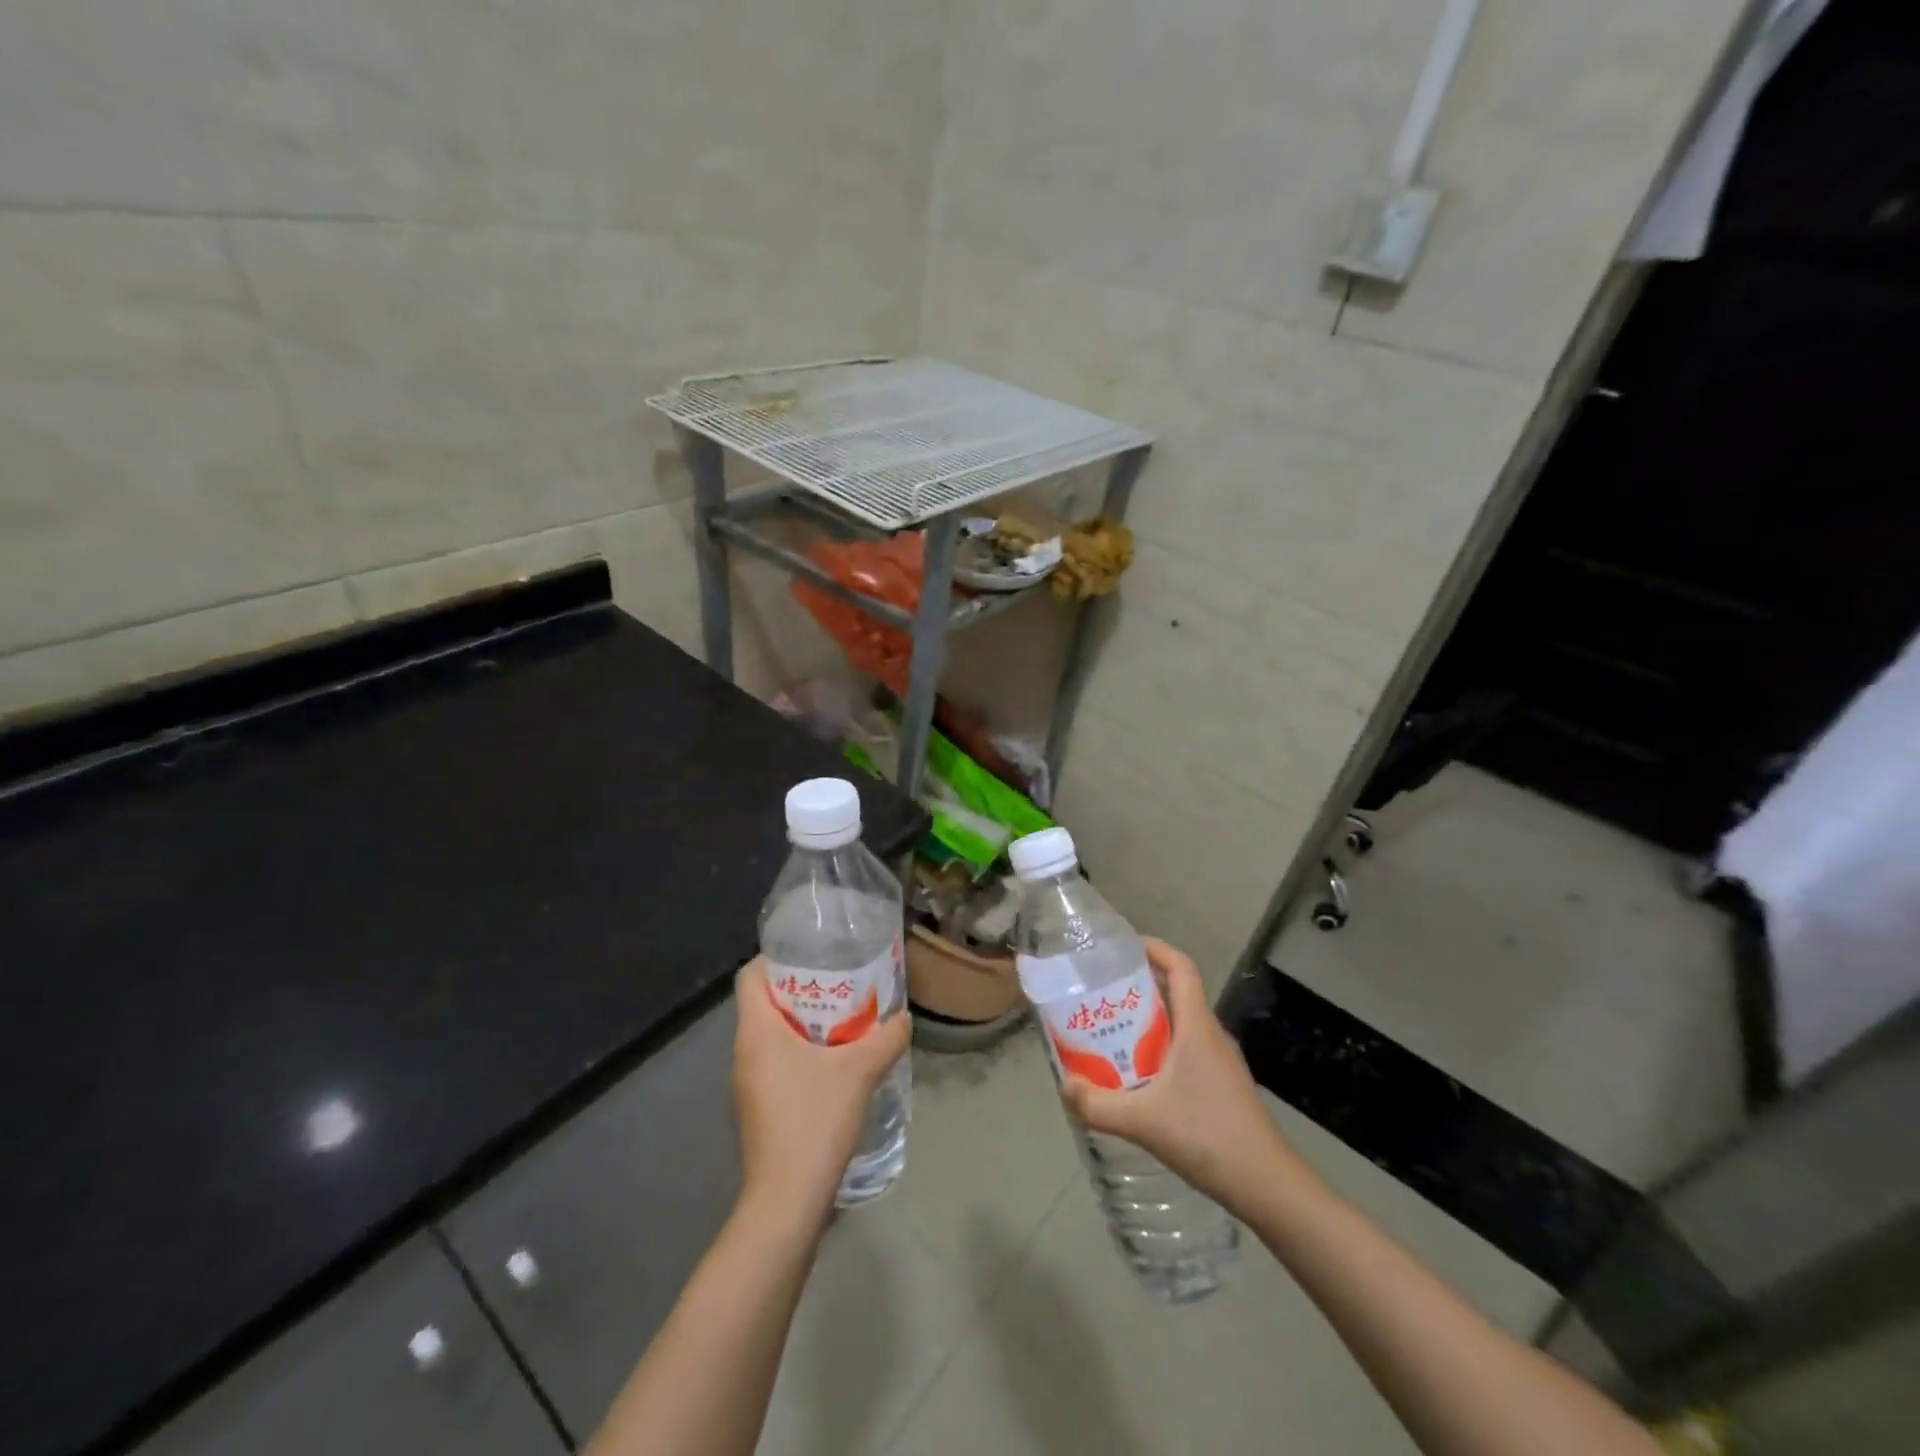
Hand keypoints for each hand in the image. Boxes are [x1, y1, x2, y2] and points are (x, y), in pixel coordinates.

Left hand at [731, 957, 910, 1224]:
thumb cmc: (814, 1121)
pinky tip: (835, 1064)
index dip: (775, 958)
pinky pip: (776, 1064)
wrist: (786, 1201)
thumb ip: (886, 1038)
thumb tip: (903, 1018)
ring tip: (845, 1019)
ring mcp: (748, 1084)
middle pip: (764, 1003)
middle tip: (841, 983)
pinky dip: (801, 1053)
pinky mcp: (758, 1109)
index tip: (812, 955)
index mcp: (756, 1032)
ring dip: (804, 1023)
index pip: (749, 976)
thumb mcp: (859, 1072)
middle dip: (801, 989)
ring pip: (772, 1036)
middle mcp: (744, 1053)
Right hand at [1061, 939, 1318, 1216]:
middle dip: (1138, 986)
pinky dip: (1158, 1048)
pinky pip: (1184, 1049)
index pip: (1181, 967)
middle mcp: (1210, 1034)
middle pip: (1175, 992)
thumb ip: (1098, 1104)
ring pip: (1179, 1023)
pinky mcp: (1220, 1085)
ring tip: (1109, 1031)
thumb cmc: (1209, 1136)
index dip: (1154, 948)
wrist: (1267, 1186)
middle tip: (1100, 992)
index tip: (1122, 947)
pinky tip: (1136, 1076)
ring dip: (1146, 1019)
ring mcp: (1218, 1061)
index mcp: (1197, 1025)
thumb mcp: (1144, 1121)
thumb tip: (1064, 1086)